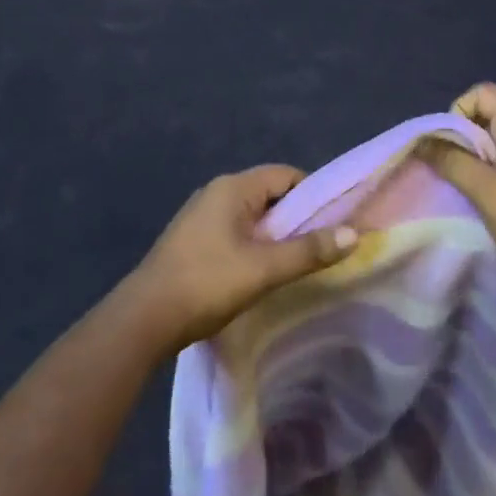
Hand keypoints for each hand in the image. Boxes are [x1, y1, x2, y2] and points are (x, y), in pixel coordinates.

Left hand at [126, 165, 357, 353]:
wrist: (142, 320)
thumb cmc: (206, 283)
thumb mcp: (263, 269)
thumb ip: (308, 250)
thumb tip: (353, 233)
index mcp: (233, 188)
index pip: (286, 175)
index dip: (314, 195)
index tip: (334, 222)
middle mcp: (216, 192)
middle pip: (270, 195)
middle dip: (296, 218)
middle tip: (320, 247)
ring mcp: (200, 216)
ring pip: (252, 216)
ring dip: (274, 235)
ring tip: (295, 263)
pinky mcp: (192, 240)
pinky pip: (234, 232)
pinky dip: (253, 246)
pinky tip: (260, 273)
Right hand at [417, 84, 495, 296]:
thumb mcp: (484, 190)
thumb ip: (450, 161)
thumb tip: (421, 141)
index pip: (482, 92)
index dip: (458, 112)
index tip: (452, 146)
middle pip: (489, 114)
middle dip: (464, 137)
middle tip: (455, 170)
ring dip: (477, 158)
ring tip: (470, 187)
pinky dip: (493, 171)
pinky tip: (490, 199)